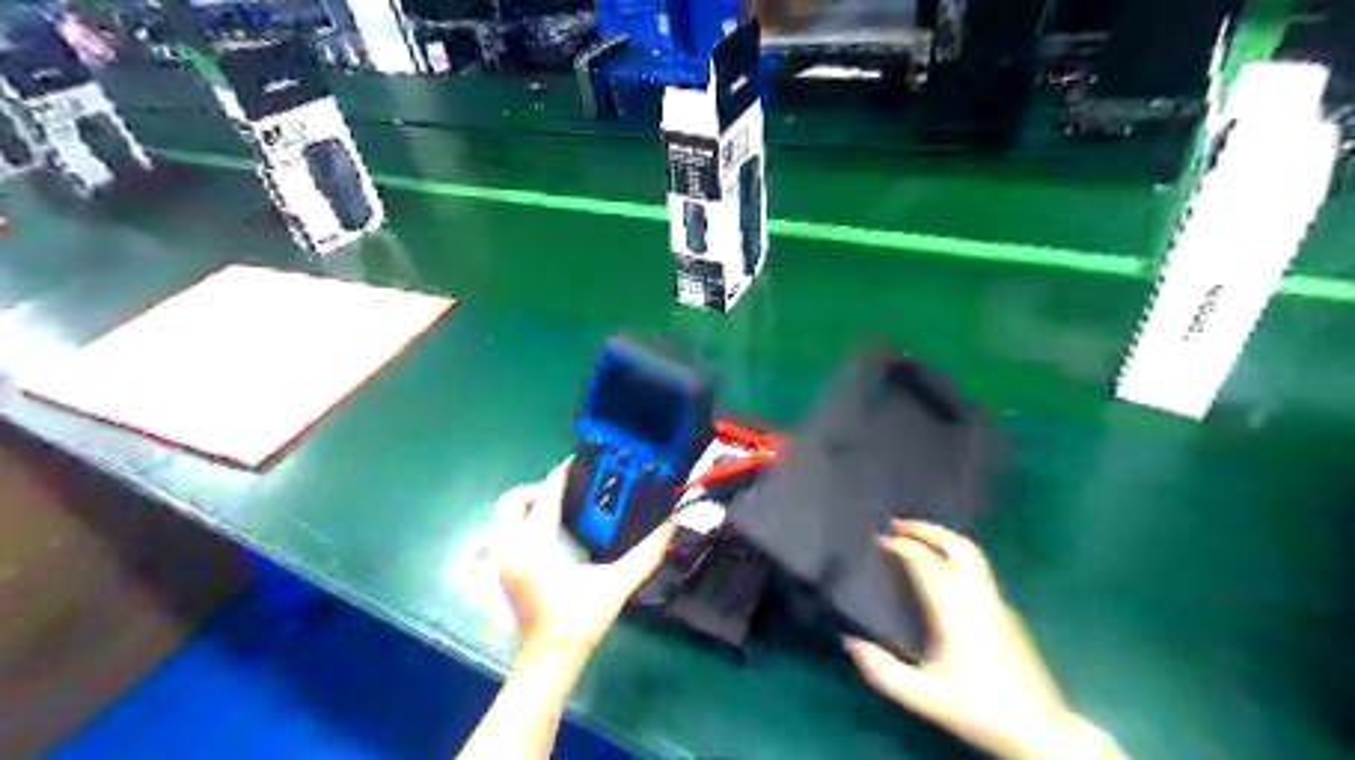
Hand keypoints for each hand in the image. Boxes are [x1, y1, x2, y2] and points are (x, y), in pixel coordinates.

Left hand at [495, 461, 673, 661]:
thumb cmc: (580, 619)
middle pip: (511, 501)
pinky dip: (524, 525)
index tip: (578, 460)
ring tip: (561, 510)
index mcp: (536, 544)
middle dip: (535, 489)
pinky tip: (552, 536)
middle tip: (565, 492)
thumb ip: (646, 553)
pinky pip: (507, 535)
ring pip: (505, 518)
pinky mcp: (505, 574)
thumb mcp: (617, 583)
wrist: (550, 659)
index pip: (546, 496)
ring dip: (528, 507)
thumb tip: (672, 526)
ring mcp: (504, 562)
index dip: (562, 474)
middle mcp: (512, 547)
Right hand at [842, 519, 1093, 758]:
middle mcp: (975, 597)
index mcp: (952, 609)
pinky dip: (955, 555)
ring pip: (971, 554)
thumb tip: (850, 643)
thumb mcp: (923, 697)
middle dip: (925, 529)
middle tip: (898, 523)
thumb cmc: (977, 709)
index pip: (924, 561)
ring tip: (919, 536)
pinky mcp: (1005, 612)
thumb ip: (883, 671)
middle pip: (954, 546)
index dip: (900, 545)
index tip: (878, 539)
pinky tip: (944, 568)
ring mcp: (994, 602)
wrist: (1037, 729)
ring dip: (943, 537)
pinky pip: (977, 568)